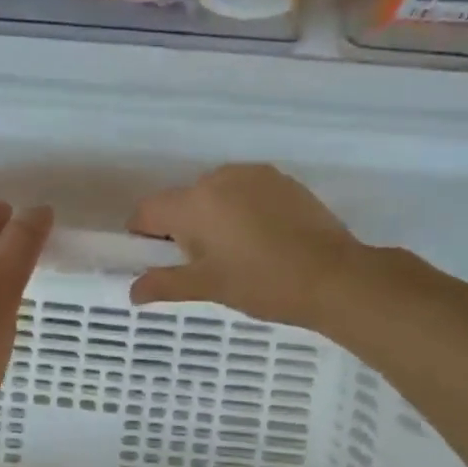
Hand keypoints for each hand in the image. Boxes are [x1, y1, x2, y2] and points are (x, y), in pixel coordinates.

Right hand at [128, 164, 364, 327]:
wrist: (335, 277)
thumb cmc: (262, 283)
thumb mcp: (208, 287)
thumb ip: (165, 284)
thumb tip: (133, 291)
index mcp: (194, 203)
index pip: (147, 211)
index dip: (143, 236)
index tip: (158, 260)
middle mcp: (219, 178)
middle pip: (182, 200)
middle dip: (182, 227)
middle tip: (203, 264)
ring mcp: (254, 175)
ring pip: (215, 194)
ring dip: (213, 216)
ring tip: (237, 252)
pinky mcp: (282, 180)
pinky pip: (245, 191)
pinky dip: (242, 210)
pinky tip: (263, 239)